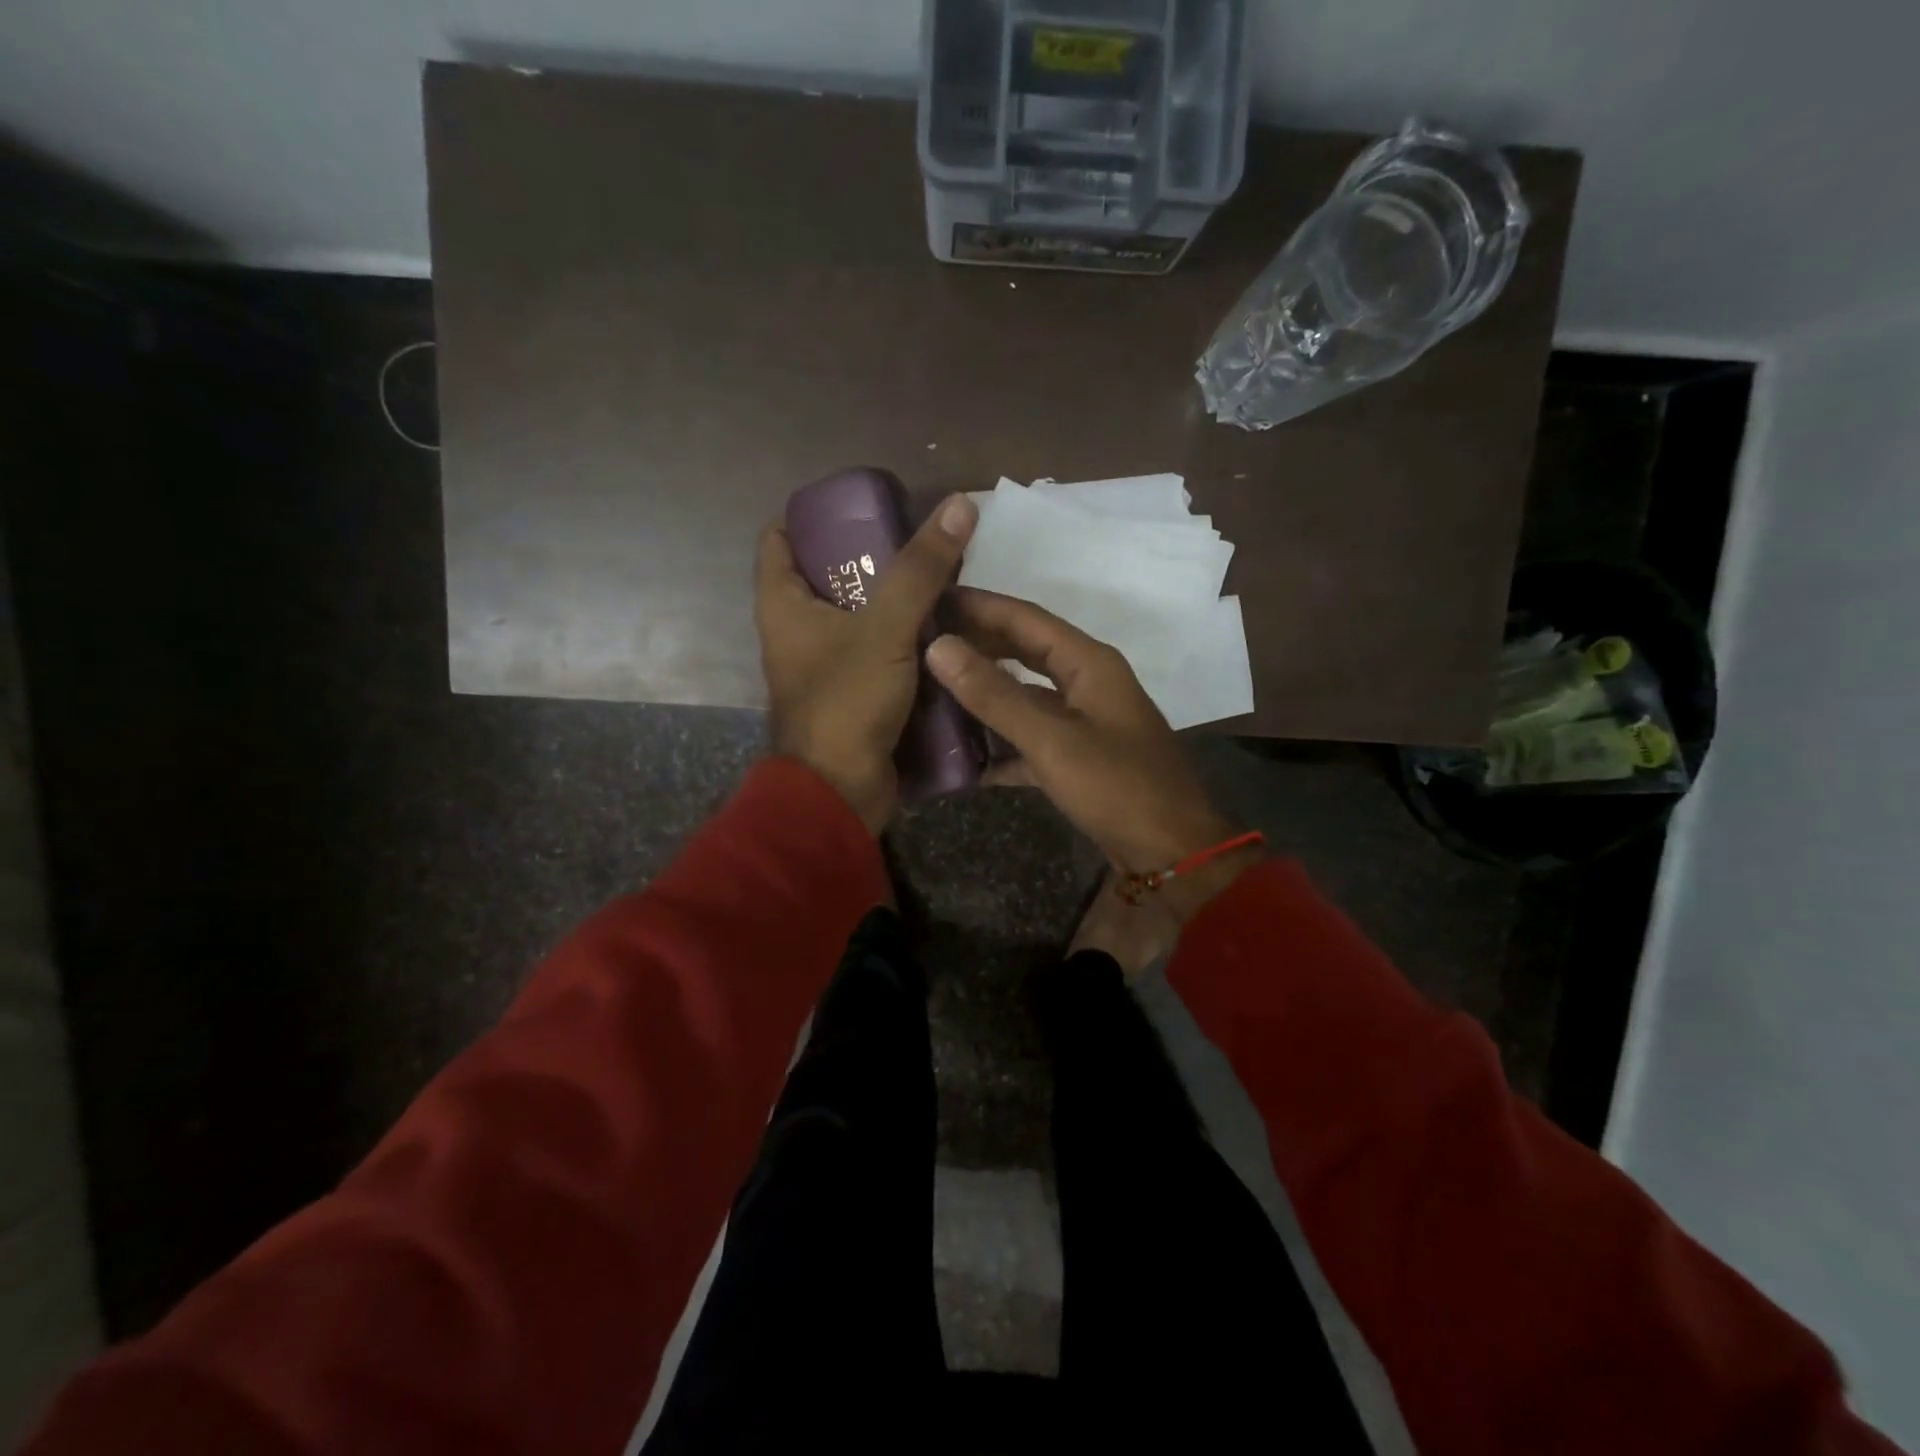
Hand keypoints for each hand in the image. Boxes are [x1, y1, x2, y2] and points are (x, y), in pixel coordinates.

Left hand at [755, 494, 976, 832]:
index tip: (860, 503)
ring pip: (858, 617)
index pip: (780, 538)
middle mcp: (796, 631)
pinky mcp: (852, 694)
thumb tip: (960, 504)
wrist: (840, 791)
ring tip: (940, 577)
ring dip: (893, 600)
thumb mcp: (885, 628)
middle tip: (918, 539)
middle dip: (869, 556)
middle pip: (828, 575)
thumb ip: (921, 570)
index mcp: (783, 605)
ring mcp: (825, 666)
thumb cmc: (846, 702)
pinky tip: (943, 629)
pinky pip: (877, 653)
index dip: (812, 514)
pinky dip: (903, 640)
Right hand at [925, 589, 1258, 920]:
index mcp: (1089, 663)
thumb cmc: (1117, 787)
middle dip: (979, 646)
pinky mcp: (1079, 757)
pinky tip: (966, 756)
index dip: (980, 605)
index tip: (934, 597)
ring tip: (935, 691)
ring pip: (1026, 696)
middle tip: (926, 641)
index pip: (1026, 619)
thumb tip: (940, 647)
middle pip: (1025, 652)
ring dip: (986, 695)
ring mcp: (1085, 721)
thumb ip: (995, 695)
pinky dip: (1002, 743)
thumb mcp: (1051, 740)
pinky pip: (1032, 737)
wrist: (1171, 852)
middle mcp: (1088, 682)